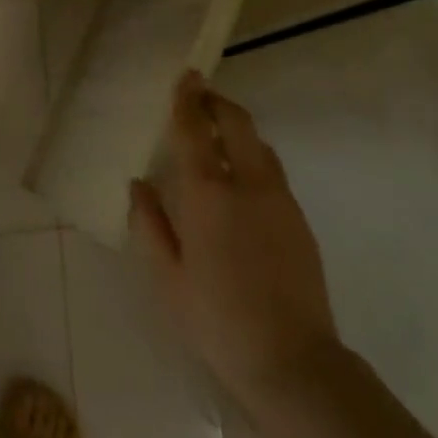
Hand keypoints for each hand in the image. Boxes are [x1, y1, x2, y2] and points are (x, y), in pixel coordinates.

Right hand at [128, 70, 342, 408]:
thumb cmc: (217, 320)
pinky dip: (253, 155)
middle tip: (201, 95)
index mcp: (208, 194)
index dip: (188, 100)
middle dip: (217, 102)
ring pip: (259, 143)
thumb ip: (149, 224)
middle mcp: (247, 183)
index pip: (195, 130)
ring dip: (237, 127)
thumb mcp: (168, 278)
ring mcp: (279, 198)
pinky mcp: (298, 216)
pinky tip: (240, 177)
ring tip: (218, 132)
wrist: (292, 360)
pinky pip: (272, 169)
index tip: (185, 77)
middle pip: (236, 123)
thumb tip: (139, 183)